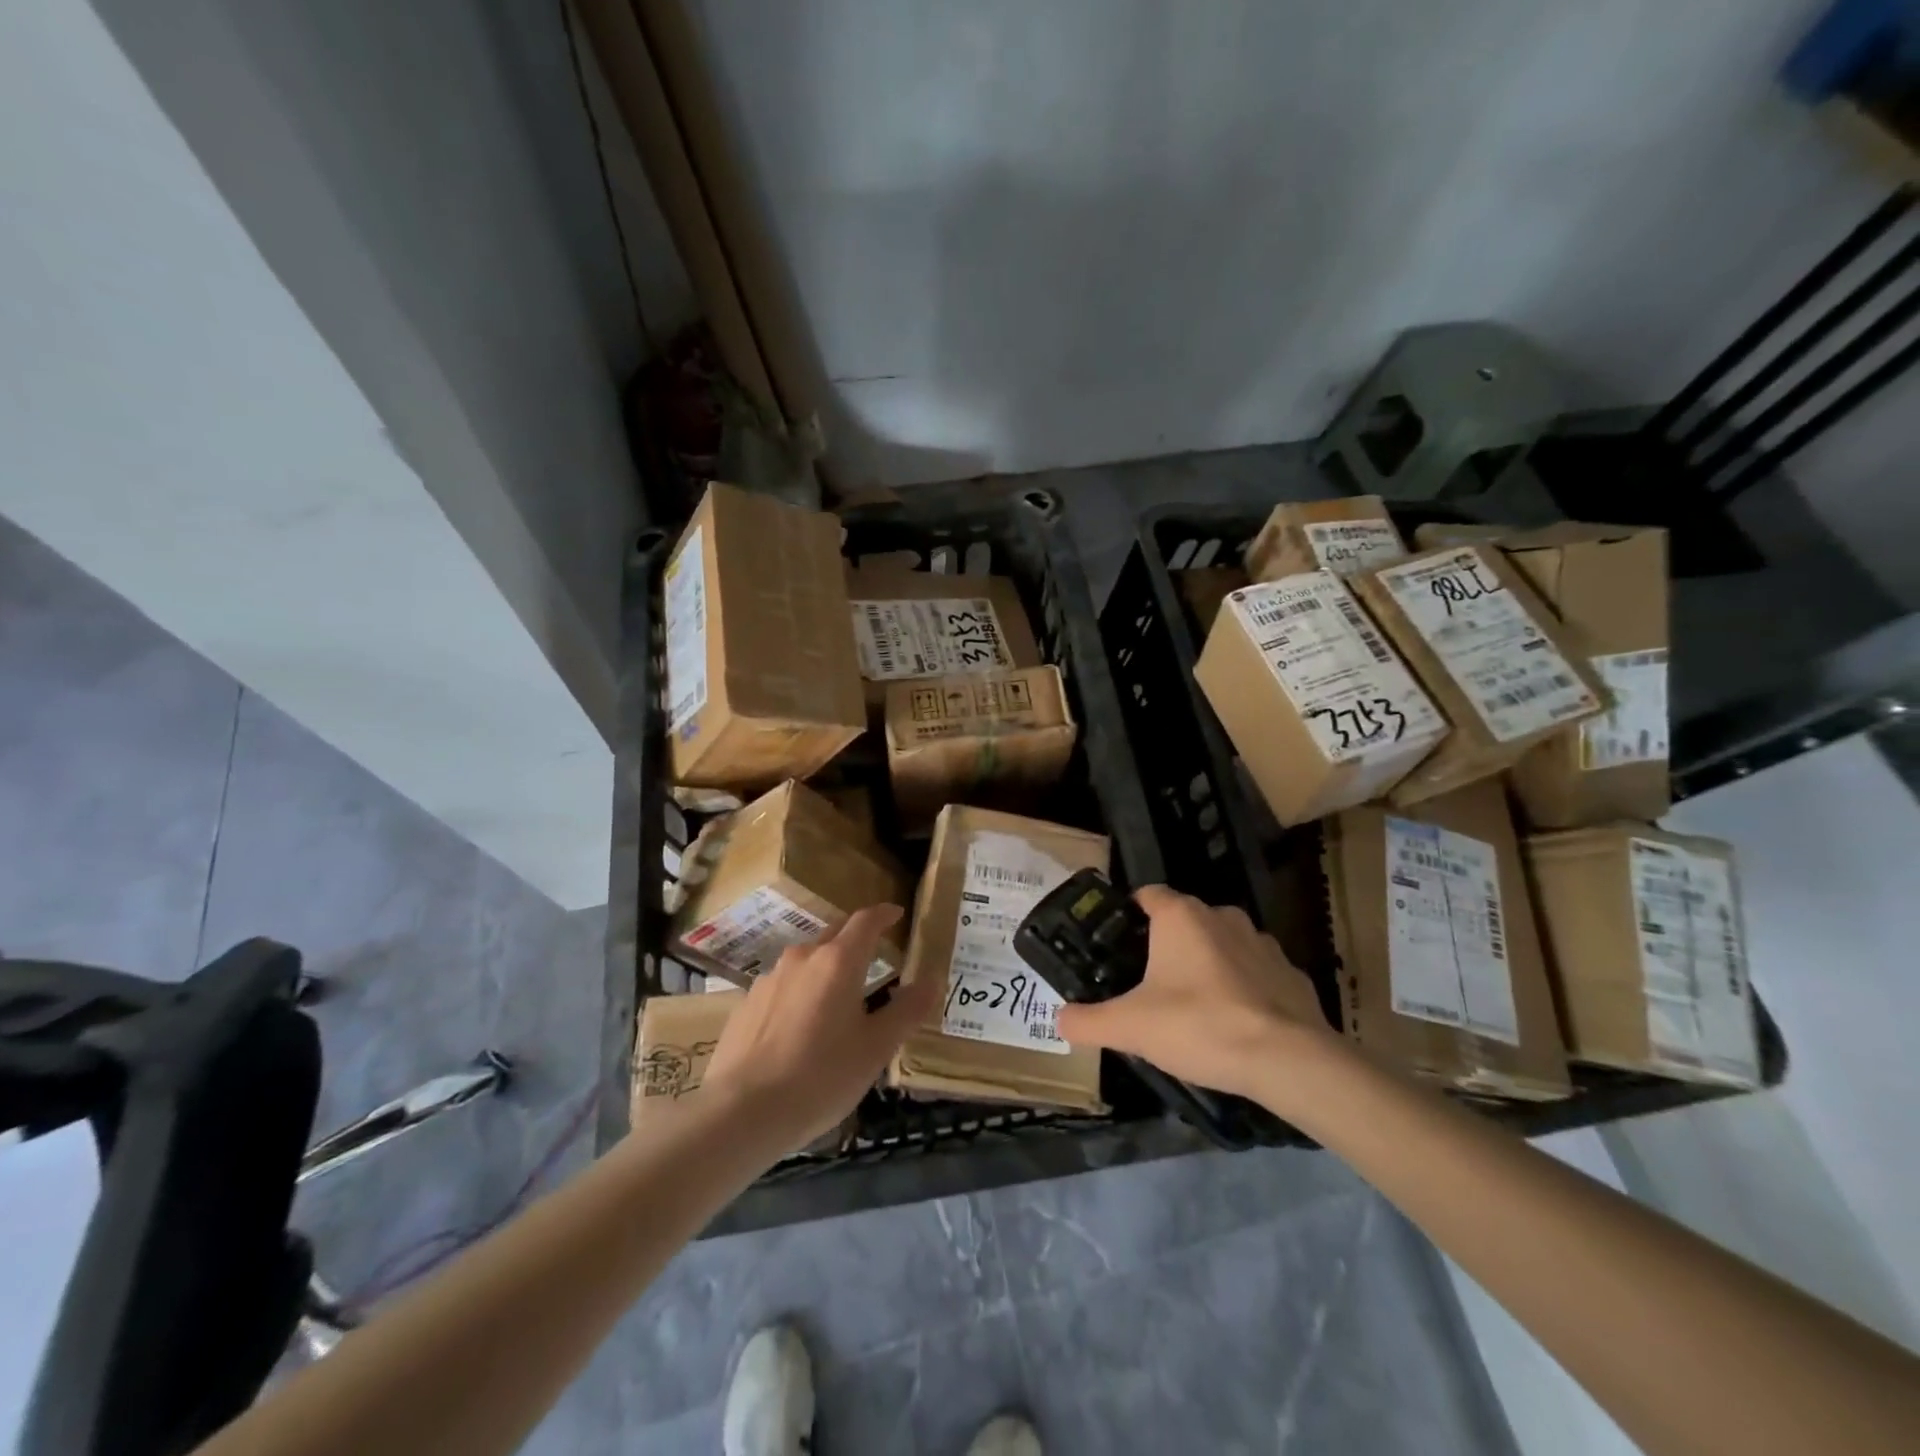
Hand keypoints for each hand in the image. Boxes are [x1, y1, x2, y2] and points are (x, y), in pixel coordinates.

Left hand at [702, 905, 938, 1148]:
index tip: (896, 914)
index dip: (884, 914)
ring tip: (838, 996)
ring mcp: (769, 979)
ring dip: (826, 967)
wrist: (741, 1112)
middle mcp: (802, 958)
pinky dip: (800, 992)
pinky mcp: (746, 1003)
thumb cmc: (821, 1076)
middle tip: (874, 953)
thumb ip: (907, 1010)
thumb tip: (932, 980)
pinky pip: (783, 986)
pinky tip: (801, 1026)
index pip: (865, 920)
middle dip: (856, 937)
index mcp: (838, 961)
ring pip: (806, 960)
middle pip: (834, 933)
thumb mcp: (876, 1048)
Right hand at [1054, 885, 1335, 1103]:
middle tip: (1148, 984)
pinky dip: (1243, 989)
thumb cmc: (1200, 1026)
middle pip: (1185, 920)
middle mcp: (1223, 916)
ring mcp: (1263, 943)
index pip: (1148, 895)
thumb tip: (1059, 1020)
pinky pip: (1257, 973)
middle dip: (1167, 946)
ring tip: (1193, 1007)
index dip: (1129, 914)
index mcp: (1181, 916)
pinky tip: (1236, 1024)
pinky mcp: (1292, 974)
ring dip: (1208, 965)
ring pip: (1223, 945)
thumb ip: (1089, 1021)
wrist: (1288, 1061)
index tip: (1117, 944)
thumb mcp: (1131, 1027)